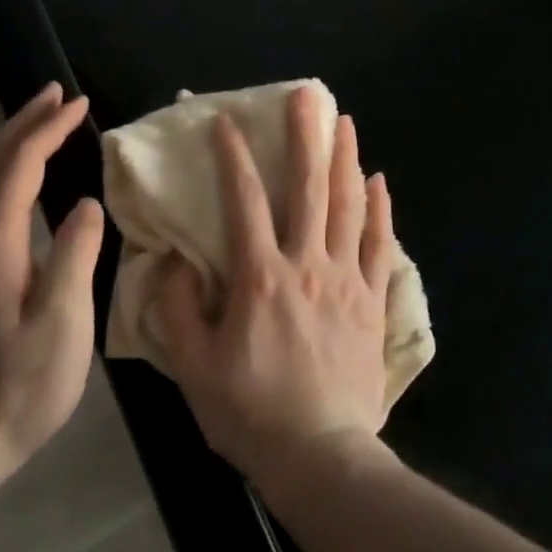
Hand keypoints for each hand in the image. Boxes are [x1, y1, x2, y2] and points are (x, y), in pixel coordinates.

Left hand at [0, 82, 104, 468]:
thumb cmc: (20, 384)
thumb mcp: (61, 323)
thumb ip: (75, 255)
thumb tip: (87, 205)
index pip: (19, 167)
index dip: (48, 130)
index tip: (79, 102)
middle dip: (24, 122)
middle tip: (57, 93)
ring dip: (12, 141)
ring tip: (43, 119)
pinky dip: (5, 168)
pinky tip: (24, 174)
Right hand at [157, 87, 396, 491]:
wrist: (321, 455)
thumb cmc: (251, 412)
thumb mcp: (195, 368)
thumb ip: (177, 310)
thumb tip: (171, 260)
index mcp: (260, 276)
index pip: (245, 202)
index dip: (233, 159)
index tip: (226, 122)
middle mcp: (306, 263)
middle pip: (308, 188)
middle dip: (305, 137)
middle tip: (307, 96)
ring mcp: (345, 278)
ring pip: (348, 205)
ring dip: (346, 158)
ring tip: (345, 121)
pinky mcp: (371, 298)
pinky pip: (379, 243)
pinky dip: (380, 209)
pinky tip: (379, 180)